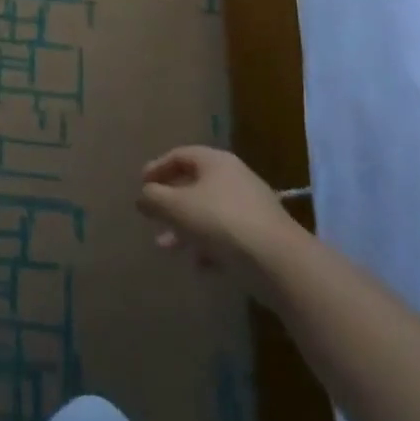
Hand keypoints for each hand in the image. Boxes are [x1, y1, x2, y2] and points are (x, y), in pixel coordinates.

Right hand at [136, 146, 296, 291]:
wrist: (278, 262)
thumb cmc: (220, 222)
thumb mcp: (175, 206)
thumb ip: (153, 198)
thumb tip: (143, 197)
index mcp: (215, 162)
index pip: (180, 155)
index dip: (157, 168)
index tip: (141, 185)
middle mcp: (235, 179)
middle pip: (194, 185)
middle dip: (170, 204)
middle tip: (152, 217)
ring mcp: (251, 208)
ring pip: (208, 213)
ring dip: (184, 228)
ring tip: (166, 247)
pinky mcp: (261, 237)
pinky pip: (227, 236)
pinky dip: (208, 246)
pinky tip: (198, 265)